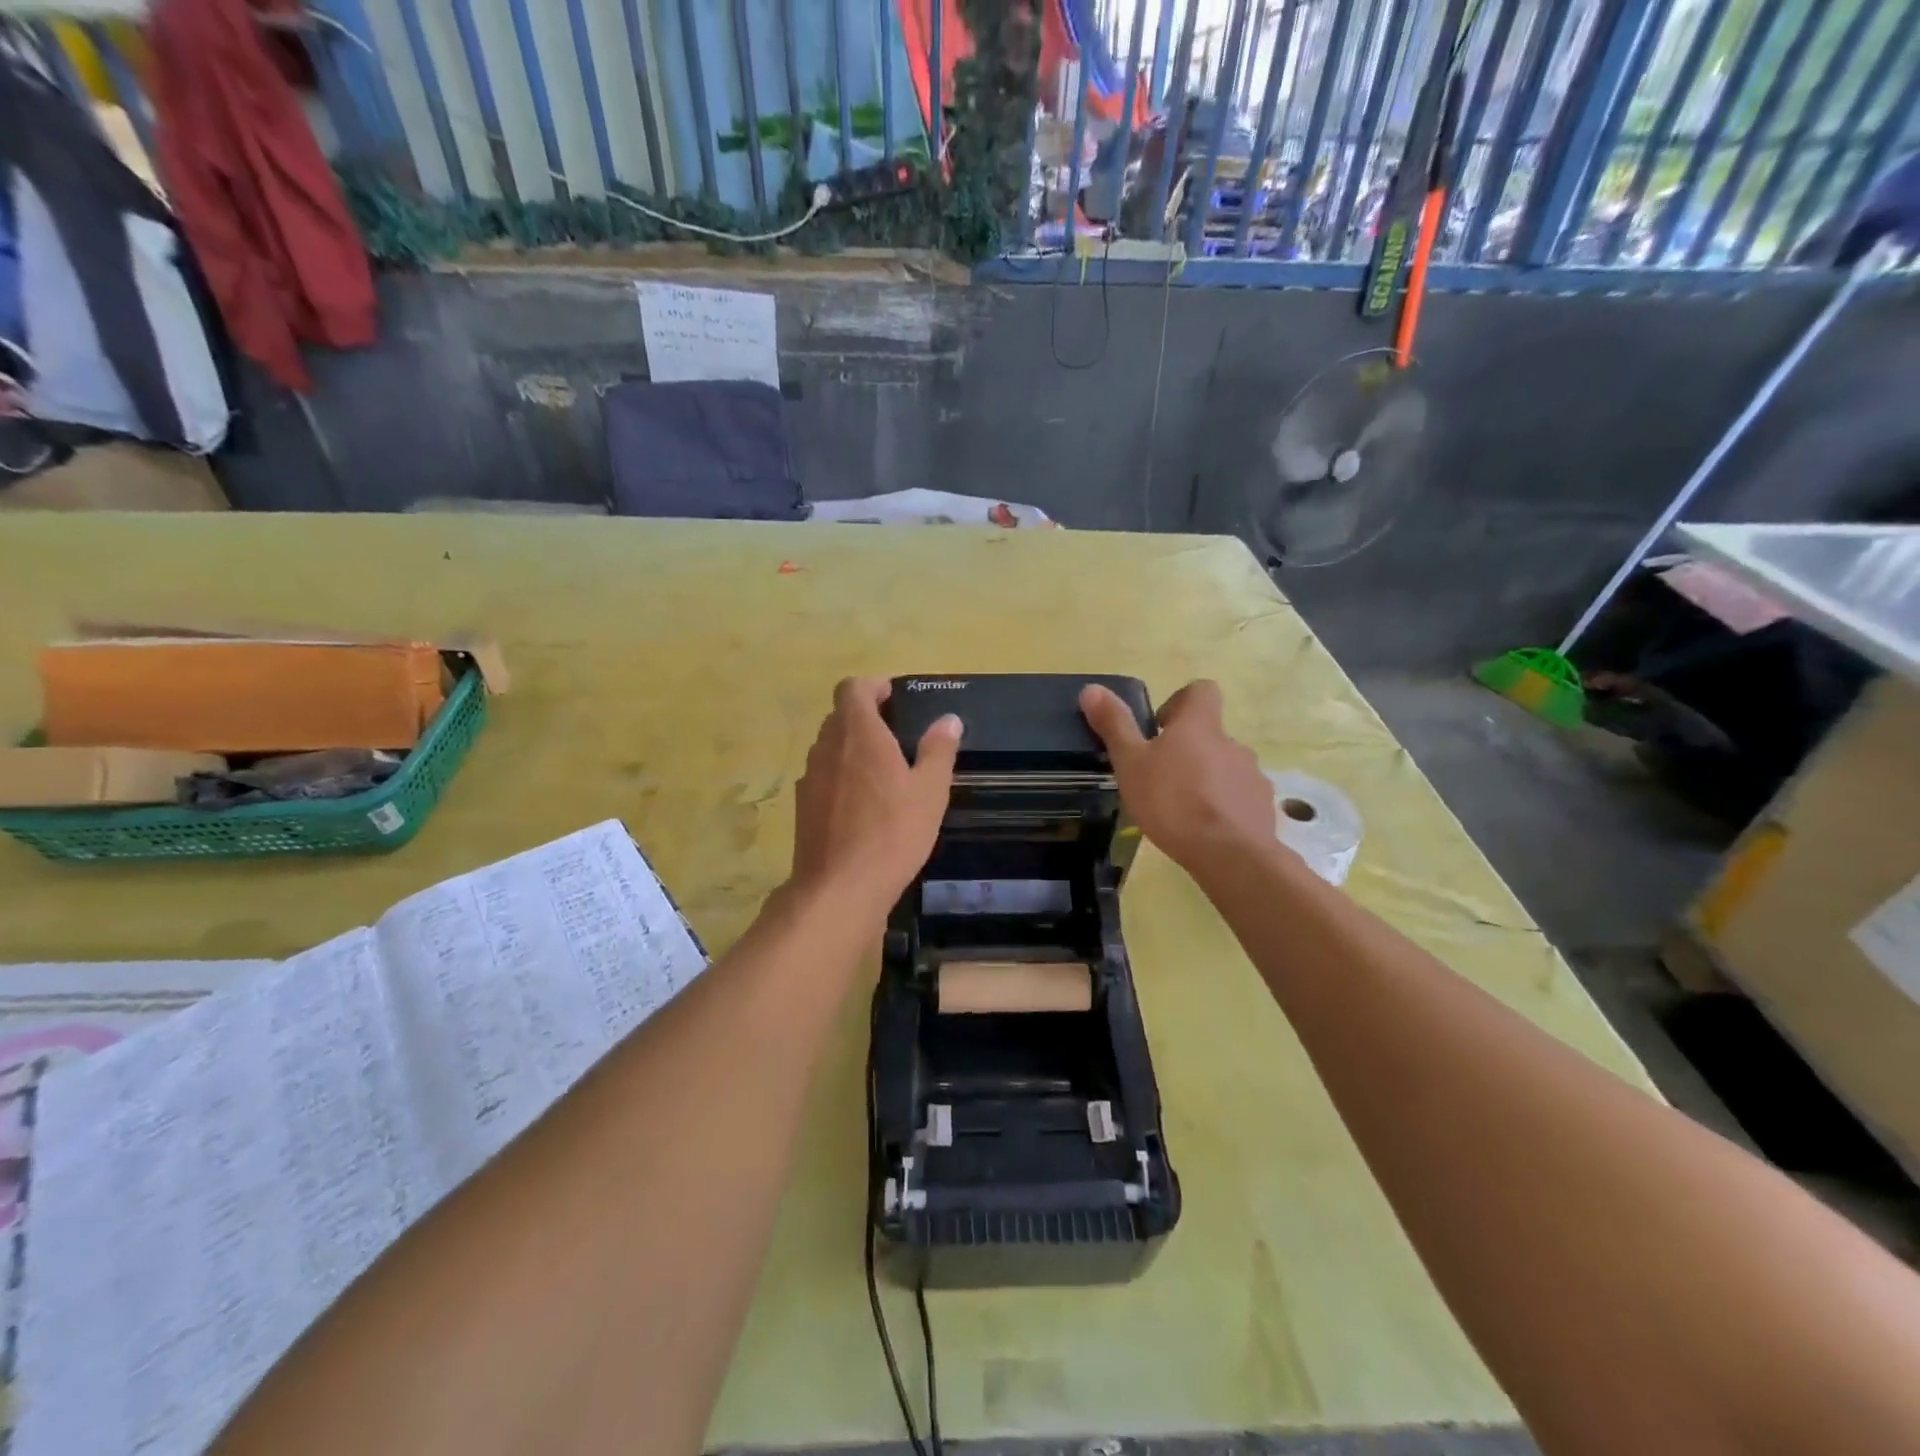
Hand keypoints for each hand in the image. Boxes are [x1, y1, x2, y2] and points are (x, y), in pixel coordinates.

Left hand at [790, 677, 960, 918]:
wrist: (840, 887)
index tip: (893, 697)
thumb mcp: (930, 791)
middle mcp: (827, 747)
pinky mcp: (802, 805)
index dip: (872, 686)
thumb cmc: (893, 833)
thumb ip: (938, 750)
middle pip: (840, 716)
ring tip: (882, 771)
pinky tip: (862, 805)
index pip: (852, 688)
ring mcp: (809, 776)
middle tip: (896, 736)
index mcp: (859, 733)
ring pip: (829, 747)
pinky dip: (840, 776)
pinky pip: (822, 776)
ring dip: (851, 748)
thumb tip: (948, 719)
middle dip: (865, 717)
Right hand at [1080, 679, 1274, 871]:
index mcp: (1199, 725)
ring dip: (1205, 779)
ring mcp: (1251, 775)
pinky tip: (1204, 829)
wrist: (1229, 854)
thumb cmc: (1172, 802)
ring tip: (1180, 808)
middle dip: (1186, 750)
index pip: (1201, 691)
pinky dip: (1222, 806)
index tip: (1159, 728)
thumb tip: (1092, 688)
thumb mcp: (1131, 763)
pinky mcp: (1261, 806)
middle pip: (1209, 734)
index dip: (1180, 701)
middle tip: (1159, 777)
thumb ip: (1115, 725)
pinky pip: (1239, 797)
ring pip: (1224, 767)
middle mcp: (1231, 742)